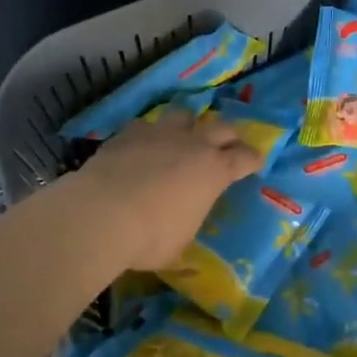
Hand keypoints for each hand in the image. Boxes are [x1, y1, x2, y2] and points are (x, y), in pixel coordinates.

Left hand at [62, 109, 263, 269]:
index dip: (252, 159)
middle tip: (226, 146)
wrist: (102, 214)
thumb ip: (188, 221)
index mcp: (215, 171)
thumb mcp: (181, 241)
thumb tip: (183, 220)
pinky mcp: (129, 133)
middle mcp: (193, 145)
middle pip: (221, 127)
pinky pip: (147, 125)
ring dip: (189, 126)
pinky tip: (144, 145)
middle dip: (228, 136)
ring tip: (184, 137)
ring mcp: (160, 134)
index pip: (245, 157)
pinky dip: (150, 134)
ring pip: (184, 115)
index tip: (255, 162)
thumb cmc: (151, 237)